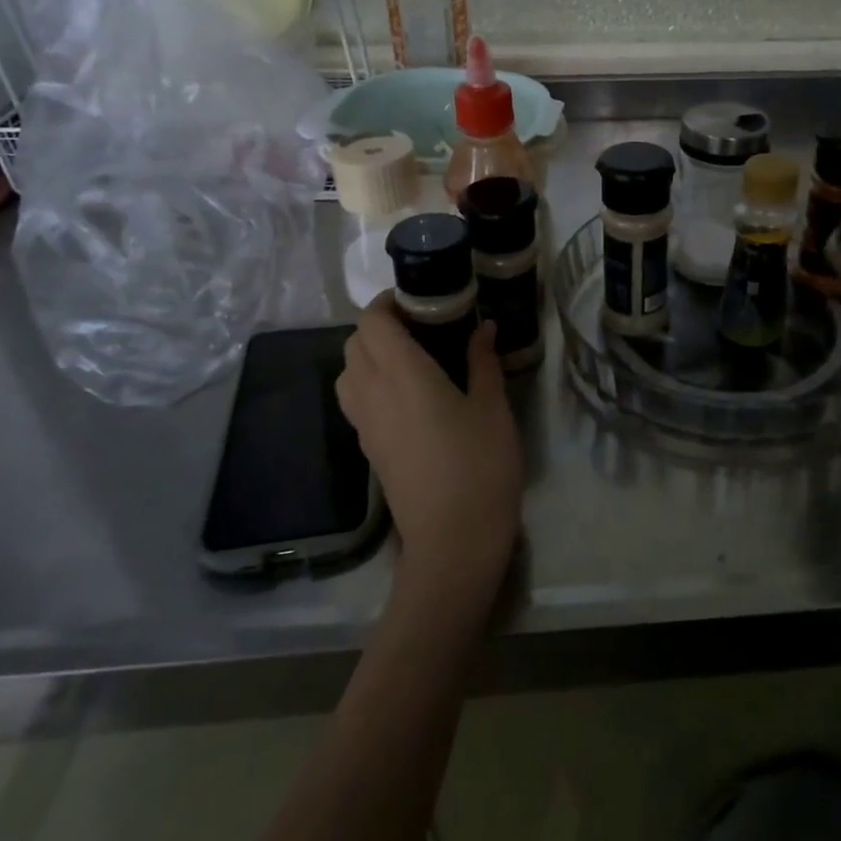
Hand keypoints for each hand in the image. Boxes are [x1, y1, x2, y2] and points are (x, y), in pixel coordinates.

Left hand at [336, 295, 523, 600]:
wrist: (453, 540)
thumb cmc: (479, 465)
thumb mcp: (492, 407)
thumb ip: (483, 362)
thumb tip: (484, 328)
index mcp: (402, 374)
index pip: (372, 322)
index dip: (389, 303)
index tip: (421, 300)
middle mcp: (373, 393)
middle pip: (355, 343)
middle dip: (380, 325)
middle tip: (422, 325)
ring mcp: (365, 424)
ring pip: (348, 372)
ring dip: (370, 354)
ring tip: (412, 357)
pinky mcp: (368, 449)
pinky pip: (356, 400)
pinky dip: (371, 382)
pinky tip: (409, 394)